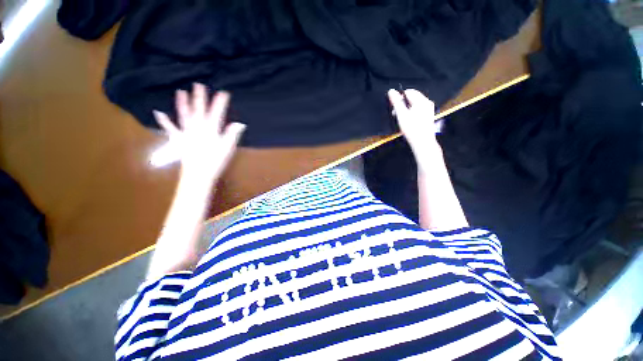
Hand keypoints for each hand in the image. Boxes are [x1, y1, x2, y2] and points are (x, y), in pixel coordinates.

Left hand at [153, 83, 245, 181]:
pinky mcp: (179, 139)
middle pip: (199, 110)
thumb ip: (231, 135)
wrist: (198, 174)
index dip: (220, 102)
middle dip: (199, 97)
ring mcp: (186, 132)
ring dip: (182, 103)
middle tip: (198, 85)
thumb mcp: (227, 148)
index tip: (224, 92)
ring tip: (181, 92)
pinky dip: (164, 121)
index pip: (217, 113)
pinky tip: (159, 113)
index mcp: (211, 130)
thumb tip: (239, 124)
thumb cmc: (215, 161)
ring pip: (184, 115)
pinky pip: (171, 128)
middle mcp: (197, 128)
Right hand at [388, 89, 443, 167]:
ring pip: (414, 104)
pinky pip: (417, 110)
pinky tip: (407, 122)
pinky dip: (411, 113)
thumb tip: (391, 91)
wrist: (422, 143)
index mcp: (422, 101)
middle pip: (412, 98)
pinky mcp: (428, 116)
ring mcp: (429, 110)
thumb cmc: (411, 129)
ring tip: (401, 119)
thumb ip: (396, 102)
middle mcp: (427, 103)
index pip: (408, 92)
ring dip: (405, 109)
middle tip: (395, 114)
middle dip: (402, 104)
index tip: (394, 108)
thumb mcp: (401, 115)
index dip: (399, 98)